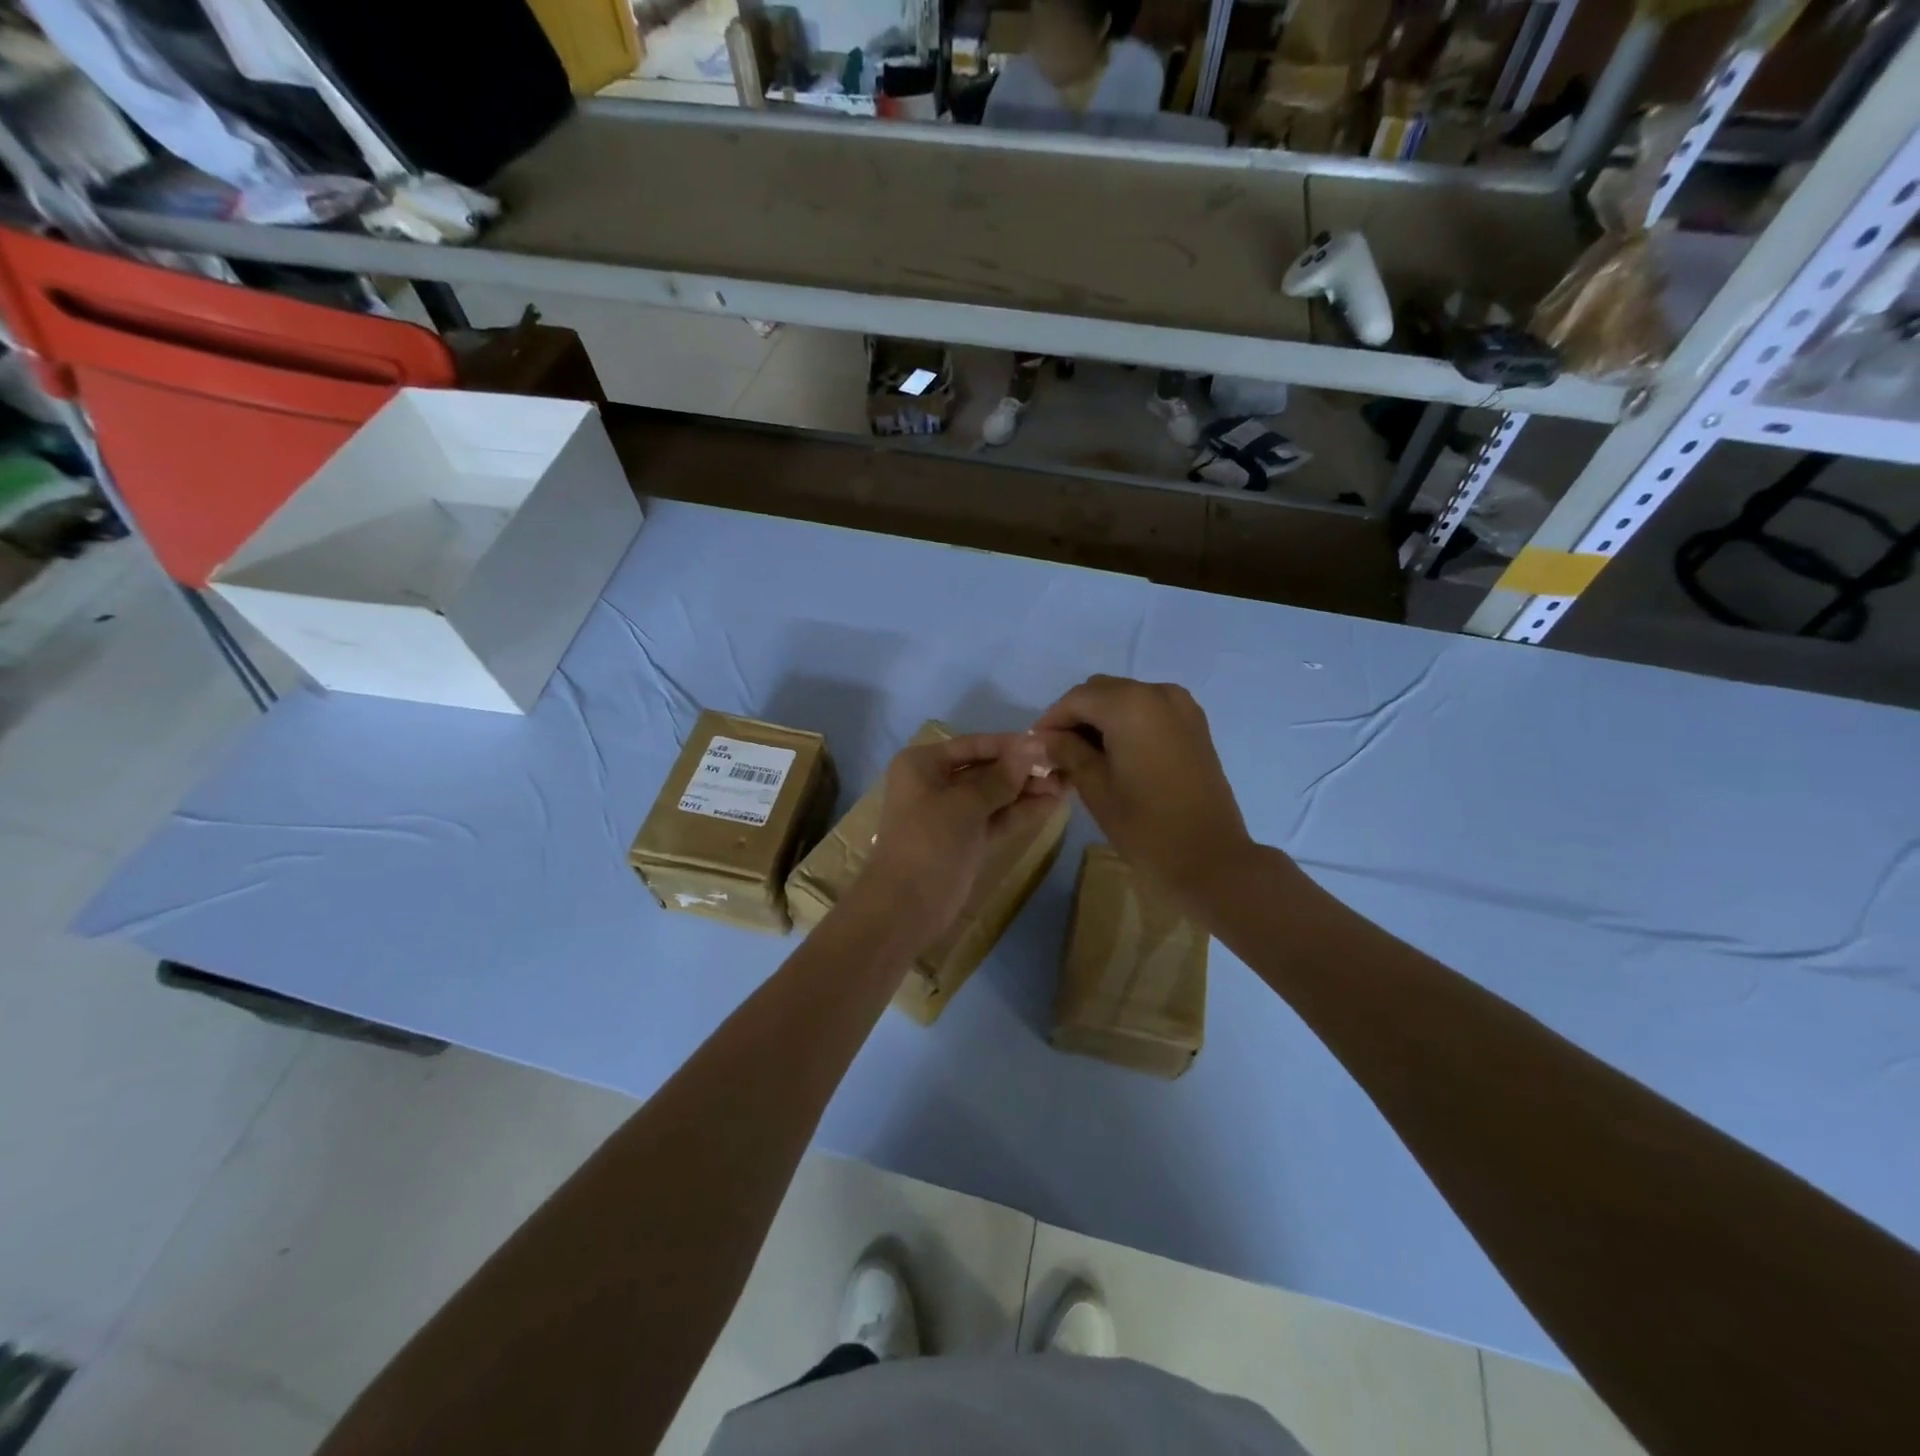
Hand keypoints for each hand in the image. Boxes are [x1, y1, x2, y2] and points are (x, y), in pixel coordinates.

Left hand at [849, 731, 1062, 950]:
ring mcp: (951, 814)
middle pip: (985, 769)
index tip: (1048, 744)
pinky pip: (996, 818)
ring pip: (994, 795)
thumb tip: (1034, 746)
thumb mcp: (966, 805)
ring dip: (1026, 790)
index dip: (1011, 745)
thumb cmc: (929, 843)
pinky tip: (1052, 804)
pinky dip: (1020, 812)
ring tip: (1068, 784)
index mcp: (923, 764)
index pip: (974, 745)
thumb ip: (1002, 777)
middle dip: (1022, 769)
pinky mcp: (965, 840)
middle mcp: (935, 783)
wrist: (905, 908)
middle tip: (1064, 768)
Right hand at [1035, 675, 1255, 912]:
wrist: (1209, 859)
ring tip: (1084, 756)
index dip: (1051, 720)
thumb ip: (1067, 752)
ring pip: (1127, 698)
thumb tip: (1045, 738)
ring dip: (1102, 719)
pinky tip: (1116, 754)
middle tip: (1057, 752)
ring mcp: (1182, 707)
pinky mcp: (1196, 726)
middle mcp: (1158, 693)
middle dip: (1076, 716)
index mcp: (1130, 704)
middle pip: (1102, 692)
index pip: (1076, 699)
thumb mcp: (1095, 787)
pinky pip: (1151, 710)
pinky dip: (1128, 723)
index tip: (1035, 746)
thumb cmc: (1144, 825)